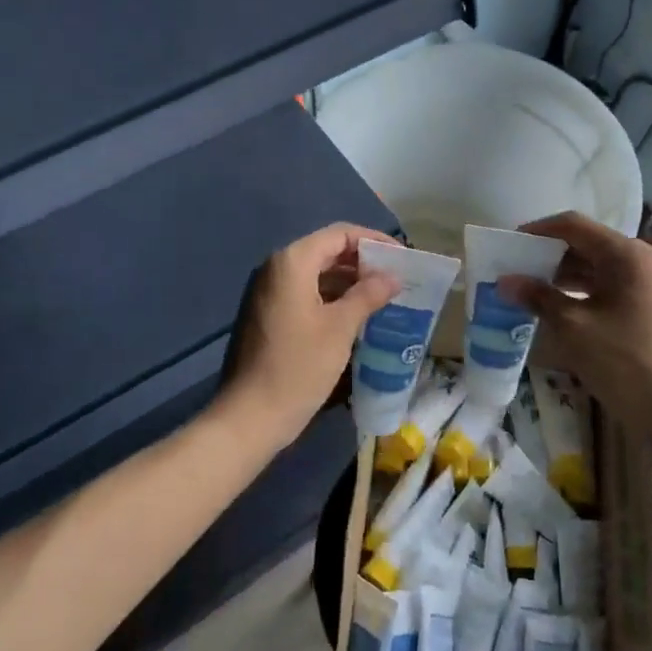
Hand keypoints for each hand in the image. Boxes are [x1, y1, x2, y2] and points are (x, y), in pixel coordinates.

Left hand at [215, 223, 400, 451]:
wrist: (249, 417)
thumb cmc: (297, 367)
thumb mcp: (339, 329)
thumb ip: (368, 295)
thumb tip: (393, 276)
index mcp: (292, 262)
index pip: (339, 234)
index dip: (373, 241)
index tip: (402, 258)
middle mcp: (276, 268)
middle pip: (326, 251)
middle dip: (362, 262)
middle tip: (396, 278)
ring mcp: (268, 292)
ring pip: (316, 273)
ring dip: (348, 281)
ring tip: (382, 297)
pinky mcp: (267, 314)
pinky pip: (304, 293)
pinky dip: (331, 297)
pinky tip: (356, 315)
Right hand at [497, 212, 651, 440]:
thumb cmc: (623, 362)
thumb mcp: (573, 327)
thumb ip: (537, 297)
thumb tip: (504, 281)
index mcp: (628, 254)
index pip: (574, 226)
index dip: (538, 231)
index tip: (508, 244)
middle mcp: (641, 259)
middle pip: (585, 243)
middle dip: (547, 254)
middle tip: (513, 267)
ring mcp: (646, 282)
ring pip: (595, 265)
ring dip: (560, 273)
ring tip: (526, 286)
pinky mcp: (645, 303)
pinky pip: (605, 284)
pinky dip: (578, 289)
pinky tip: (552, 304)